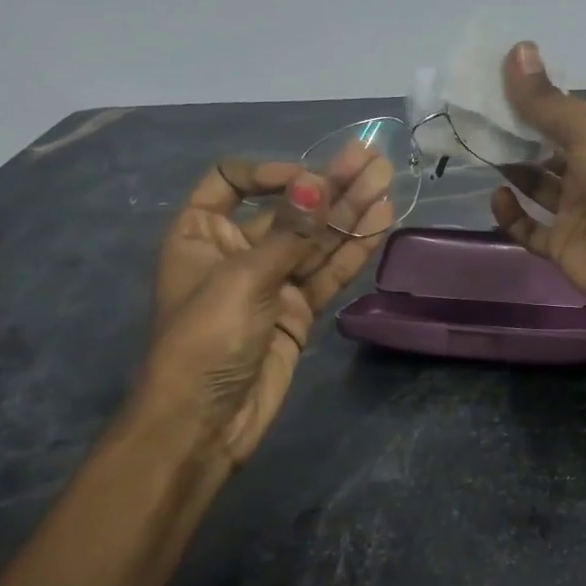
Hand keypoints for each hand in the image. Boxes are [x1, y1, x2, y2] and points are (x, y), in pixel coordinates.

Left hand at [125, 149, 390, 464]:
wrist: (204, 424)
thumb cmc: (205, 340)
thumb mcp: (244, 278)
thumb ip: (289, 232)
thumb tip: (317, 182)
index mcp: (200, 233)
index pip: (230, 182)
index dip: (269, 174)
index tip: (305, 180)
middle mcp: (235, 251)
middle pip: (286, 209)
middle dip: (328, 186)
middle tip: (370, 160)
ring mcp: (271, 282)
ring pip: (314, 240)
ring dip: (348, 212)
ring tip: (385, 181)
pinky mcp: (297, 310)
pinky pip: (327, 273)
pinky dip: (352, 250)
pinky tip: (380, 222)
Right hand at [489, 42, 585, 343]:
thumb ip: (547, 101)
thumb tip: (516, 49)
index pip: (566, 115)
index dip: (535, 100)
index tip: (496, 83)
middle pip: (548, 149)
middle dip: (517, 134)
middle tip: (478, 116)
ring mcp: (578, 212)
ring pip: (537, 185)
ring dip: (512, 168)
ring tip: (480, 148)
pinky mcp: (562, 246)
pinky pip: (529, 229)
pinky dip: (511, 214)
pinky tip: (497, 195)